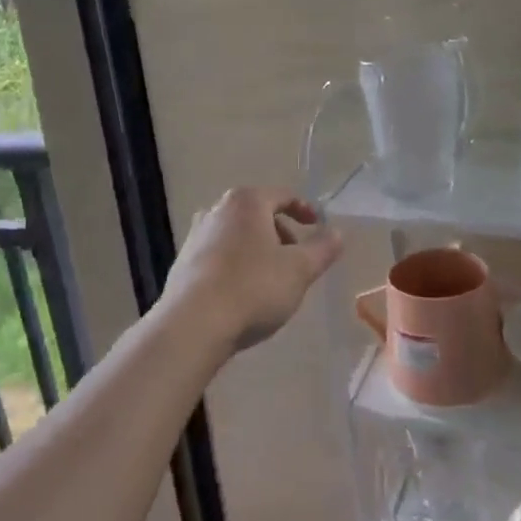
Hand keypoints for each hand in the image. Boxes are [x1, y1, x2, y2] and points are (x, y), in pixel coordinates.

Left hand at [158, 188, 343, 351]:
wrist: (193, 325)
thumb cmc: (253, 288)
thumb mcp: (299, 269)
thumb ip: (322, 248)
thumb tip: (337, 233)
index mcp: (246, 202)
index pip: (282, 195)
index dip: (305, 209)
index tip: (318, 227)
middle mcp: (216, 210)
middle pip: (257, 214)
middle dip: (281, 233)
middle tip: (297, 259)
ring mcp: (195, 236)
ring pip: (237, 236)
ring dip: (258, 251)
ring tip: (272, 279)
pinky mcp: (183, 264)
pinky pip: (219, 256)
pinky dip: (237, 266)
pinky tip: (244, 294)